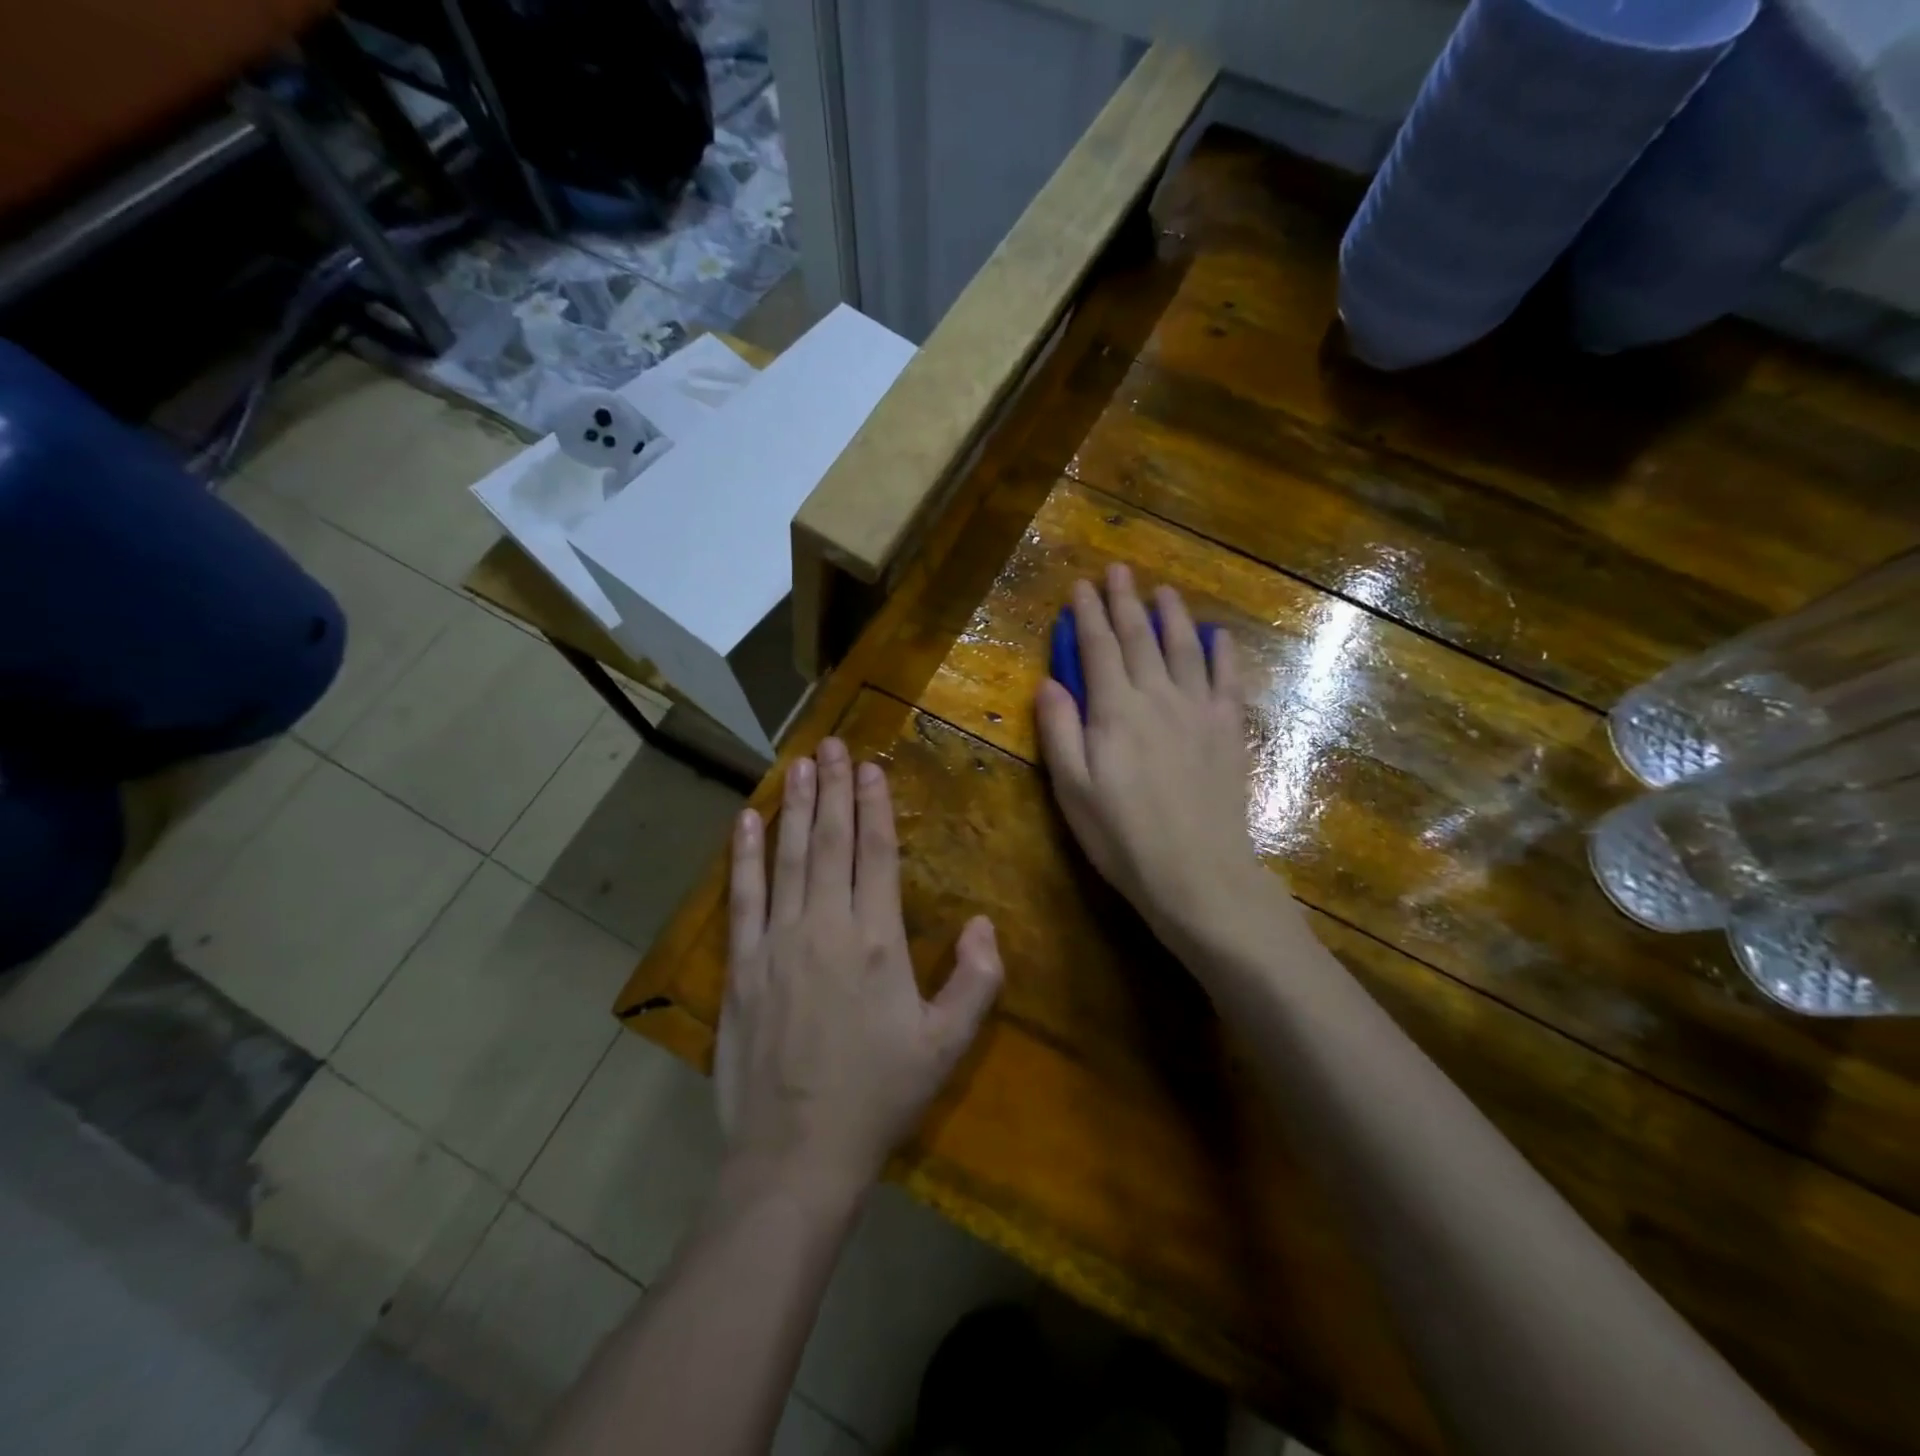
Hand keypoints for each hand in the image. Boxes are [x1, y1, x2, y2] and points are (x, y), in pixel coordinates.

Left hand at [717, 738, 1003, 1207]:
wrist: (797, 1152)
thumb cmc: (878, 1095)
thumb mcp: (946, 1045)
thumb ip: (976, 981)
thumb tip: (986, 924)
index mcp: (876, 940)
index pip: (875, 853)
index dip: (874, 805)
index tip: (870, 766)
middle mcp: (824, 926)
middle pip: (830, 842)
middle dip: (833, 788)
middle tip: (831, 745)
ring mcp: (777, 942)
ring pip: (788, 857)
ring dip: (796, 808)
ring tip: (799, 765)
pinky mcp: (741, 964)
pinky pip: (742, 896)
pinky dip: (744, 855)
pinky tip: (747, 821)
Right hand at [1036, 565, 1270, 952]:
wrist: (1198, 875)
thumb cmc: (1123, 838)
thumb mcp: (1072, 790)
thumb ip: (1060, 732)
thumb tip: (1049, 682)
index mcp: (1115, 711)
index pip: (1097, 649)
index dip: (1087, 615)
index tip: (1080, 586)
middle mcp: (1157, 698)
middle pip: (1139, 638)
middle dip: (1125, 601)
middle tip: (1119, 571)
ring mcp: (1198, 711)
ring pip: (1184, 649)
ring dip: (1172, 615)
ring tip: (1163, 590)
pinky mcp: (1227, 731)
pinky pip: (1227, 680)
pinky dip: (1222, 653)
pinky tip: (1218, 635)